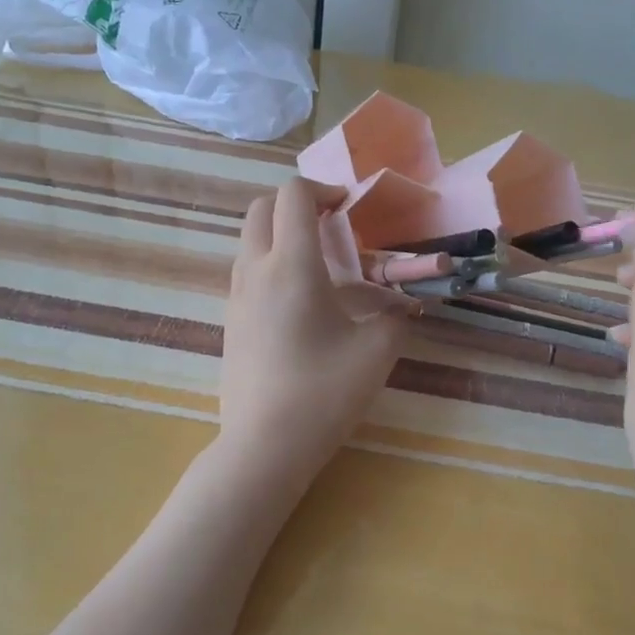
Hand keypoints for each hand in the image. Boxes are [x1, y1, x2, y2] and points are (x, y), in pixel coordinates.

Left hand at [219, 178, 408, 485]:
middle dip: (296, 203)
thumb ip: (396, 315)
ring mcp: (236, 297)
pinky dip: (270, 263)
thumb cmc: (323, 393)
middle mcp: (255, 271)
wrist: (264, 446)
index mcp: (291, 266)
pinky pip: (247, 271)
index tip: (348, 207)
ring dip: (281, 233)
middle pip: (261, 208)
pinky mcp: (231, 322)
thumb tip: (403, 302)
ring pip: (250, 240)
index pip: (293, 195)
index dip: (323, 188)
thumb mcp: (377, 351)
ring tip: (320, 264)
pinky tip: (301, 302)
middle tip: (331, 225)